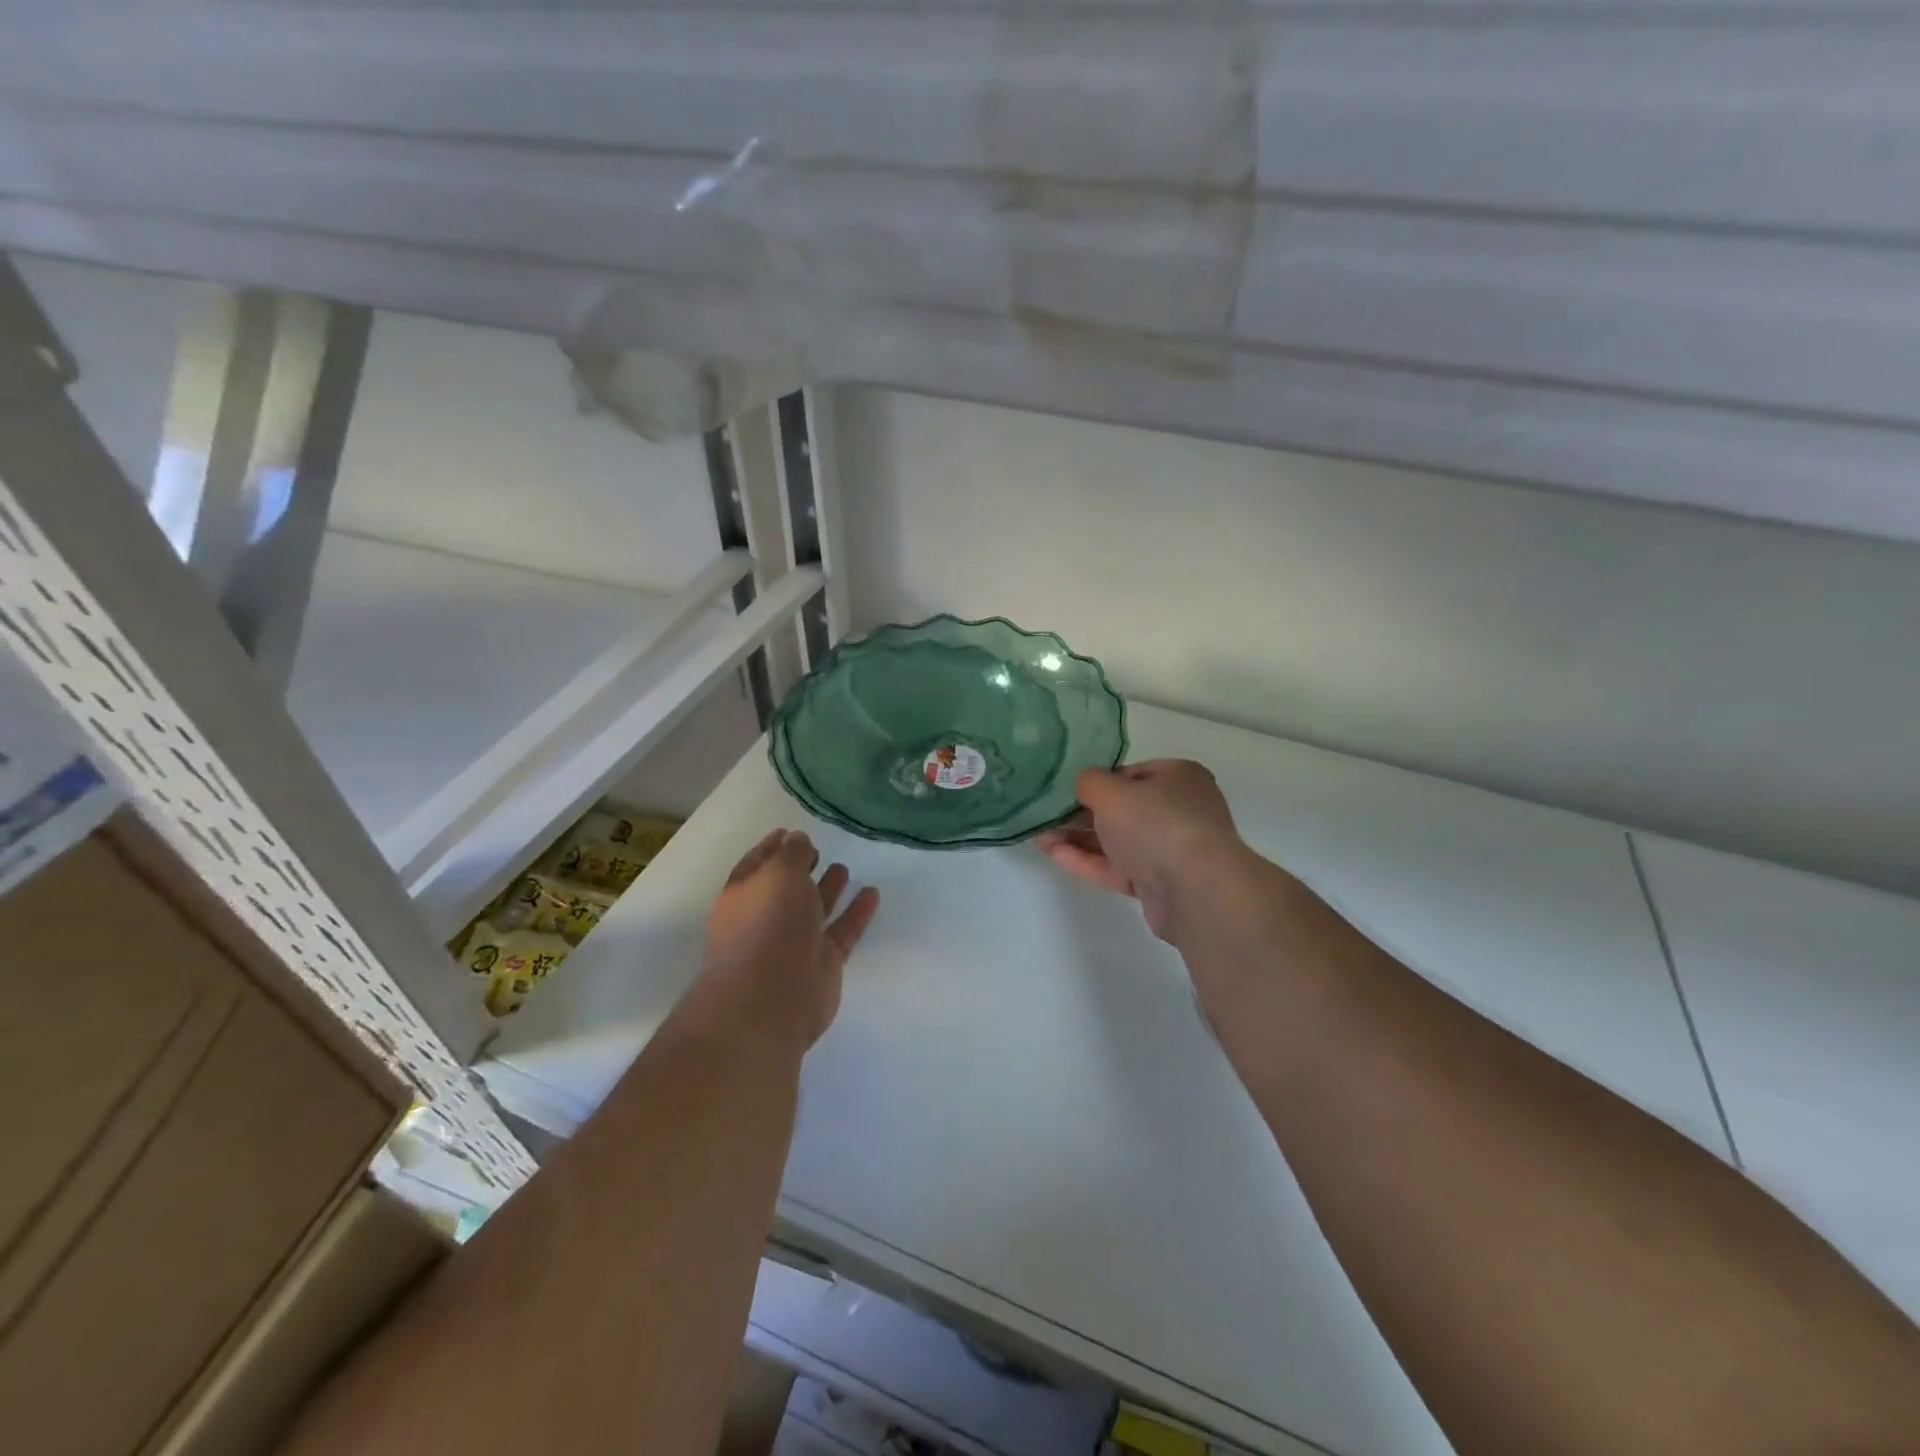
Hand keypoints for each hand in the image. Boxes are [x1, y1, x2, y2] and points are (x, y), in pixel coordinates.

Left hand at [695, 829, 879, 1051]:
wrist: (771, 998)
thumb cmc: (767, 926)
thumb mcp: (778, 874)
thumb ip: (791, 854)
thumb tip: (796, 839)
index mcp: (745, 895)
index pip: (757, 864)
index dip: (772, 847)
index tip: (789, 831)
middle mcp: (767, 918)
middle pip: (785, 888)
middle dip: (799, 869)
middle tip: (818, 850)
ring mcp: (794, 943)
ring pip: (814, 910)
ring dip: (828, 889)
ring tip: (844, 868)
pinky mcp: (822, 963)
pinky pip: (841, 931)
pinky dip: (856, 913)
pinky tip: (872, 893)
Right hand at [1037, 760, 1248, 941]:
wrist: (1196, 891)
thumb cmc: (1156, 825)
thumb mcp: (1112, 792)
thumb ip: (1089, 782)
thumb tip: (1083, 783)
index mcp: (1179, 778)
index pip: (1132, 773)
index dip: (1098, 780)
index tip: (1067, 788)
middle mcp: (1179, 811)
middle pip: (1123, 809)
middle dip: (1082, 813)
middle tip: (1045, 813)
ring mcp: (1170, 850)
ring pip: (1117, 840)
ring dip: (1079, 838)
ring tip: (1038, 835)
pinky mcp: (1159, 884)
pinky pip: (1118, 867)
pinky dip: (1088, 861)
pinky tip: (1053, 855)